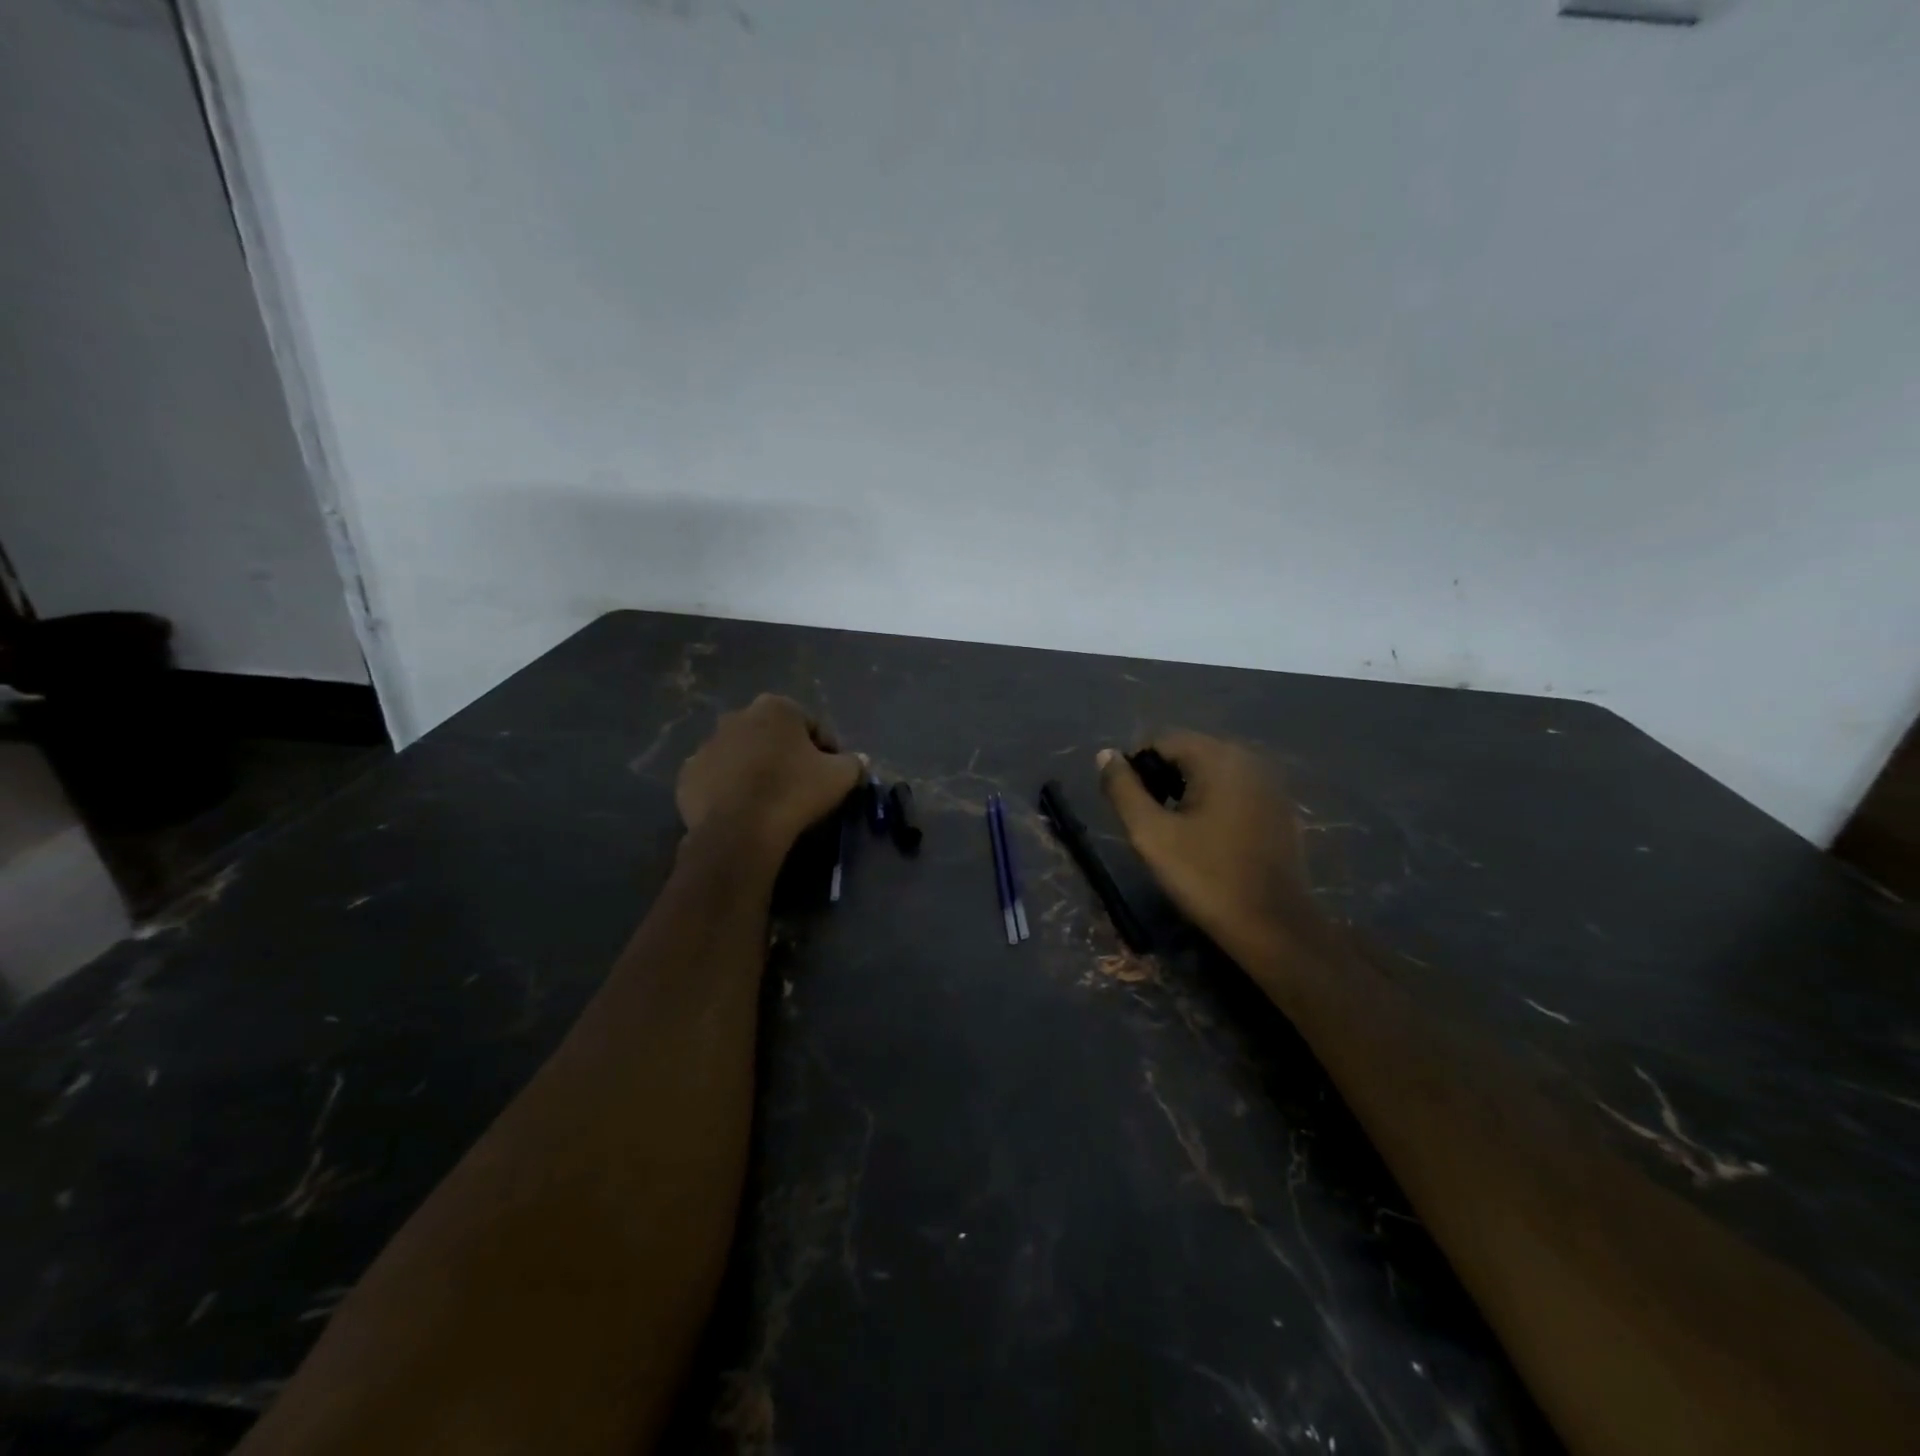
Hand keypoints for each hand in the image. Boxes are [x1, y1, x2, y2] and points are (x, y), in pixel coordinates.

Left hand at [677, 694, 862, 856]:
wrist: (740, 831)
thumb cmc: (794, 792)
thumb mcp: (840, 776)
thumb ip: (853, 762)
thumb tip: (858, 760)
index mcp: (775, 707)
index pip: (810, 725)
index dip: (825, 750)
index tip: (830, 774)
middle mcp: (737, 716)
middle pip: (771, 736)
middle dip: (785, 755)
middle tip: (799, 786)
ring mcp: (707, 745)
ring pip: (741, 756)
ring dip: (754, 770)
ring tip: (769, 801)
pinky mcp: (687, 775)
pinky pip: (716, 779)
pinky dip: (728, 789)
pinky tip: (742, 810)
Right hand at [1097, 732, 1321, 967]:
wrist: (1272, 926)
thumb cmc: (1206, 877)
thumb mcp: (1151, 834)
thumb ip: (1123, 789)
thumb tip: (1105, 755)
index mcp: (1219, 758)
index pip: (1161, 740)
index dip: (1136, 769)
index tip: (1133, 808)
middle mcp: (1249, 758)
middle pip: (1188, 752)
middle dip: (1162, 779)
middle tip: (1153, 823)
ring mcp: (1270, 783)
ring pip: (1211, 771)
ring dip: (1186, 792)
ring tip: (1177, 832)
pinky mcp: (1280, 807)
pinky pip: (1234, 790)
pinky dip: (1213, 803)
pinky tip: (1209, 839)